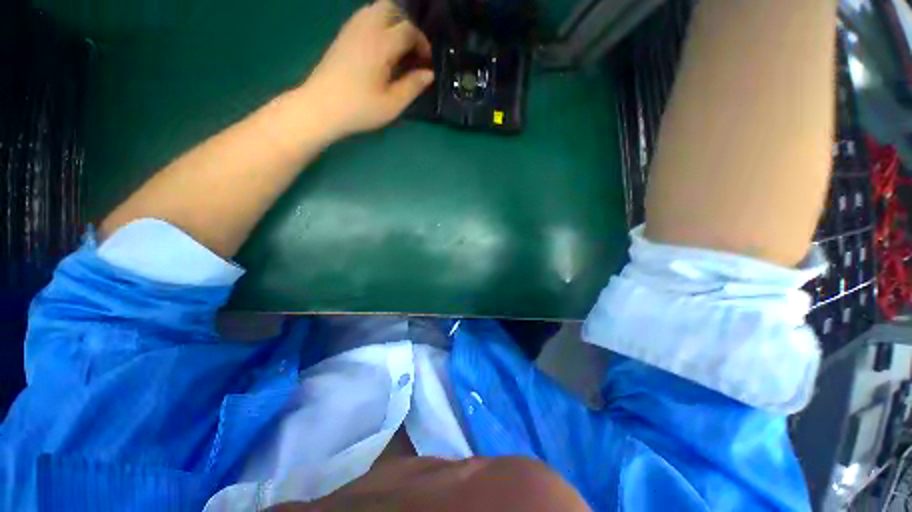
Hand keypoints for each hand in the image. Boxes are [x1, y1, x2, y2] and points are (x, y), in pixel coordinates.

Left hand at [302, 0, 434, 139]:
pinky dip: (378, 25)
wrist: (320, 108)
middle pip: (392, 8)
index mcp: (381, 44)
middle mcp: (366, 27)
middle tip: (413, 50)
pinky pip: (365, 16)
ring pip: (377, 9)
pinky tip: (381, 48)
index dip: (423, 43)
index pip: (409, 29)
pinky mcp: (343, 35)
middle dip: (408, 25)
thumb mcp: (392, 104)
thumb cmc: (359, 109)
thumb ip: (413, 86)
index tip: (427, 62)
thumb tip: (429, 73)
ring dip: (393, 22)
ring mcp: (351, 28)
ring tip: (398, 49)